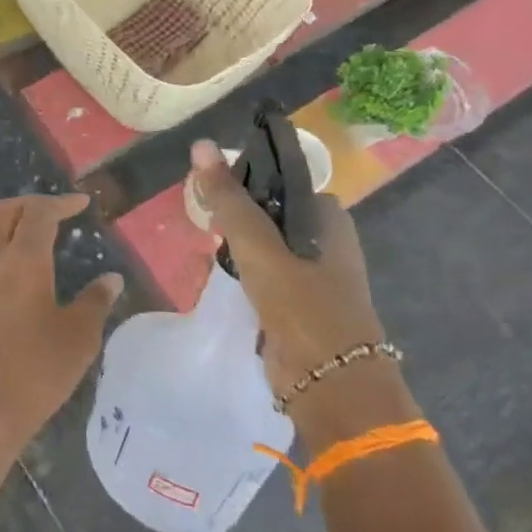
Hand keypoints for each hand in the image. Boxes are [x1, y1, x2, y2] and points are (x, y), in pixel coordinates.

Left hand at [0, 195, 121, 473]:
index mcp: (22, 260)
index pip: (39, 213)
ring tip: (42, 241)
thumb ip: (95, 302)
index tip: (82, 203)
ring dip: (14, 227)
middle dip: (32, 204)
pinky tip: (21, 276)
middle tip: (59, 212)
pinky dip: (3, 252)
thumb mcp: (77, 338)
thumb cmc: (34, 372)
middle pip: (5, 212)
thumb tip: (110, 279)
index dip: (61, 202)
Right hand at [189, 141, 415, 449]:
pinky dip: (242, 272)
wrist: (330, 387)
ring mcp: (313, 275)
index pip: (281, 179)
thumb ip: (229, 198)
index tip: (211, 183)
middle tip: (203, 216)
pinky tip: (217, 274)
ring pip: (265, 244)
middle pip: (271, 211)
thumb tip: (200, 144)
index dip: (246, 177)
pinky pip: (263, 275)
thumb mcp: (259, 245)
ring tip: (204, 241)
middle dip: (237, 214)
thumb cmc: (302, 306)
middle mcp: (325, 241)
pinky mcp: (297, 305)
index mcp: (328, 218)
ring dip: (237, 245)